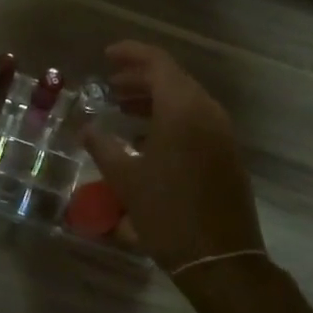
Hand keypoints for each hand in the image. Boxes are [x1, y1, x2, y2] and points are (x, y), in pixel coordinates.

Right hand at [81, 43, 265, 277]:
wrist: (220, 258)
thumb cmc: (168, 213)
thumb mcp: (126, 179)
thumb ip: (103, 147)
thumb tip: (86, 128)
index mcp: (183, 109)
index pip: (158, 63)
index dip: (131, 54)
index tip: (106, 56)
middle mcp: (207, 112)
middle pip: (173, 79)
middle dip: (139, 77)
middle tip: (110, 85)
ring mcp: (221, 133)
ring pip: (185, 99)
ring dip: (154, 98)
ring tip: (122, 107)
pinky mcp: (226, 153)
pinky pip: (196, 119)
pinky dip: (170, 117)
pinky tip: (146, 137)